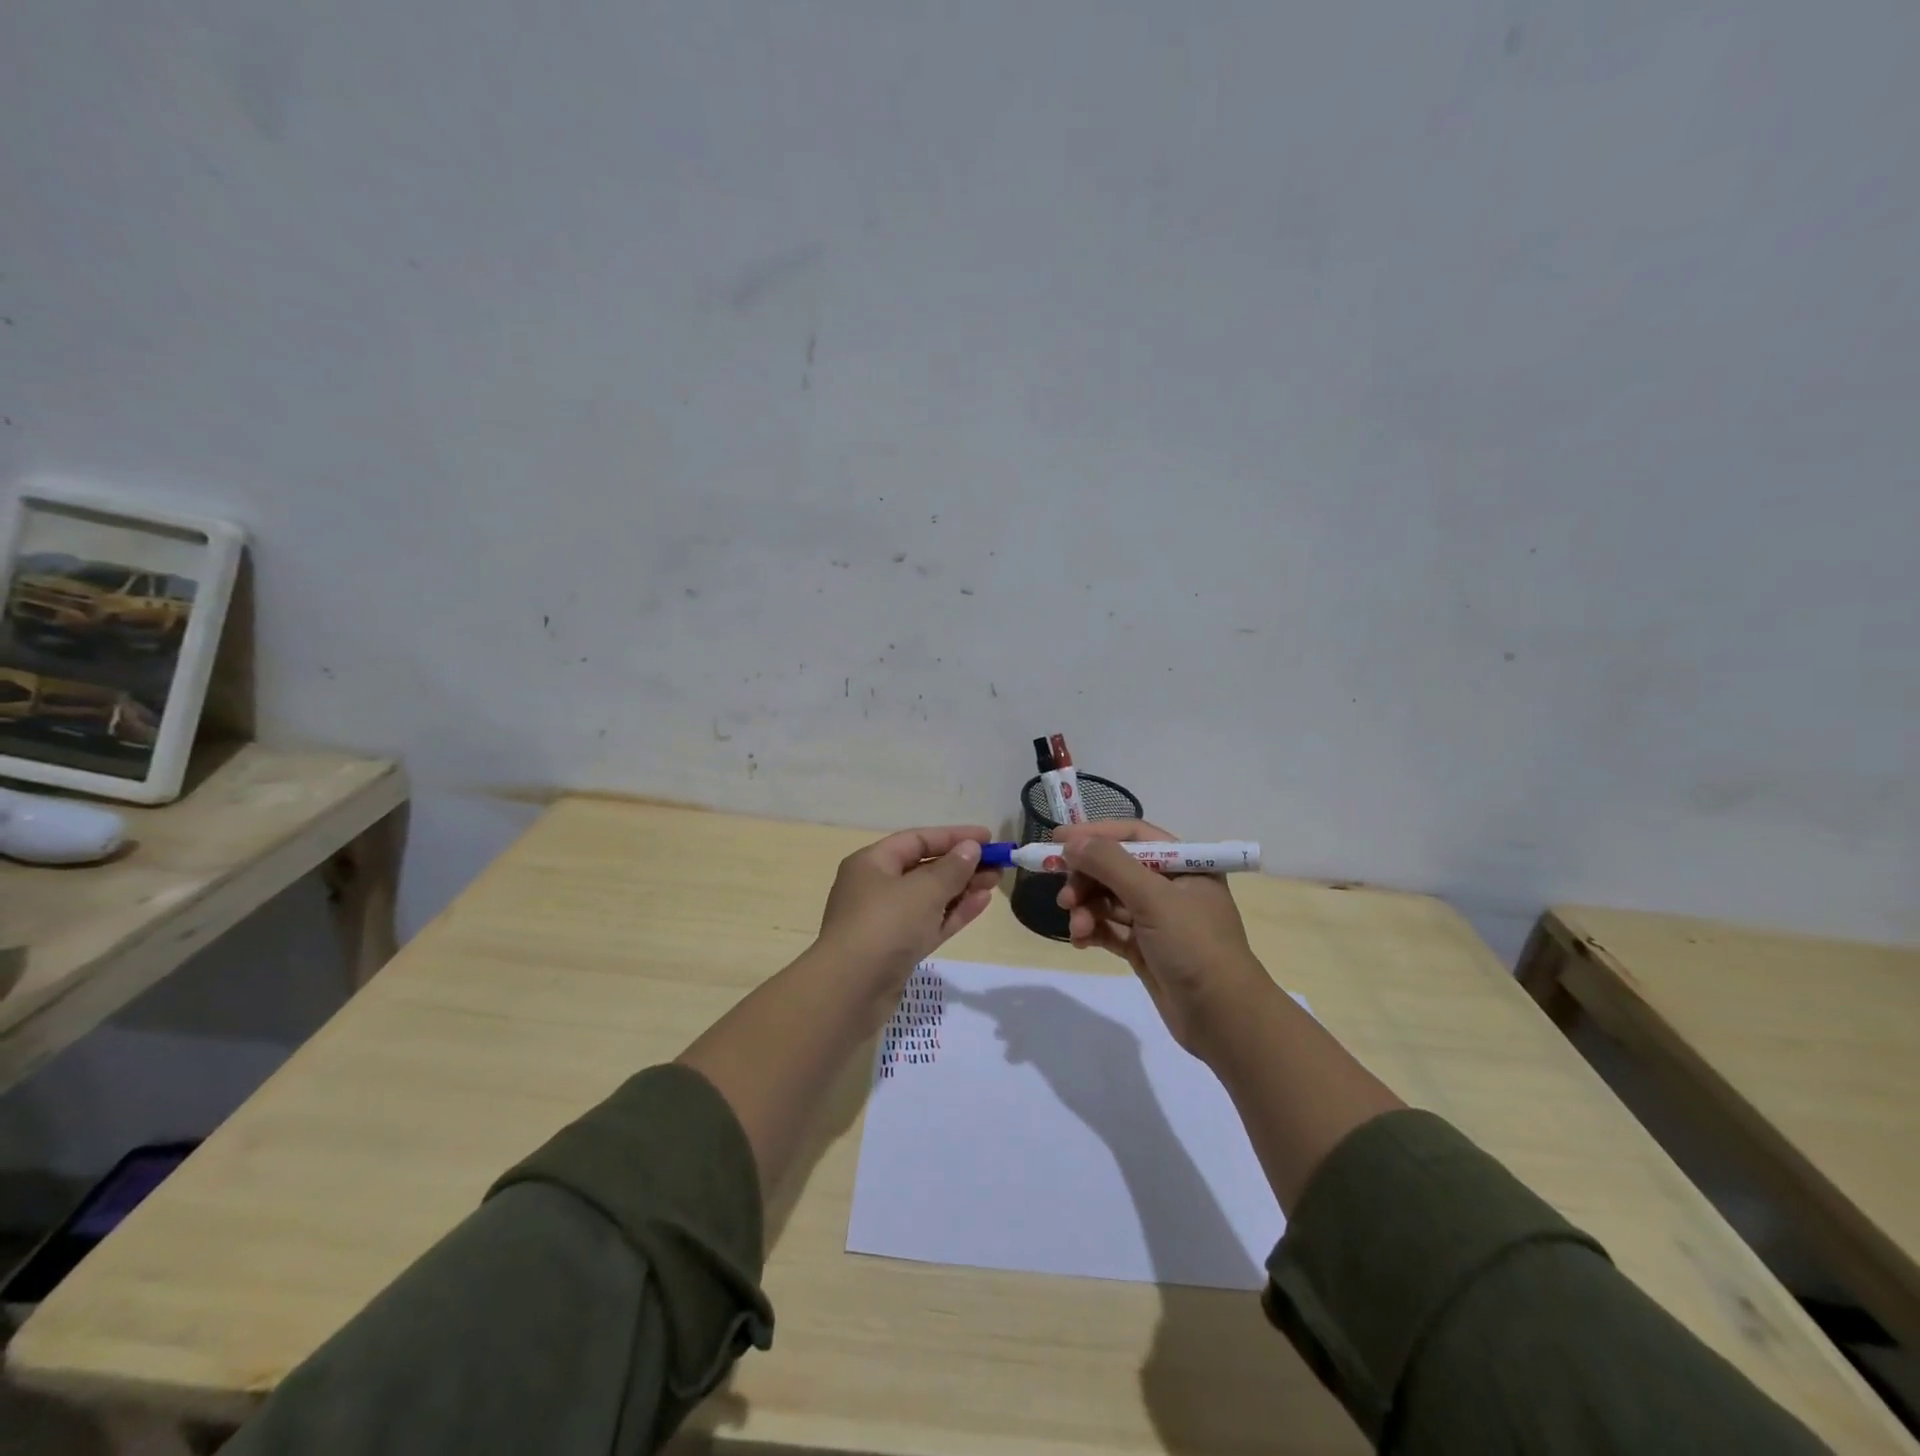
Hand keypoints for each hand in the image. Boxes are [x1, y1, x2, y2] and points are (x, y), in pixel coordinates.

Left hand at [815, 825, 998, 988]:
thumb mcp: (923, 890)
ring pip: (930, 897)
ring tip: (995, 881)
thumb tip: (970, 848)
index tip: (988, 838)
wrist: (850, 992)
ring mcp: (886, 921)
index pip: (917, 840)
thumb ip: (951, 868)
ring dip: (962, 888)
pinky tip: (981, 902)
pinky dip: (954, 912)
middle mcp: (876, 887)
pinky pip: (930, 922)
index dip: (953, 836)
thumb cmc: (884, 926)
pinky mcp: (897, 949)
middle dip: (961, 864)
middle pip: (924, 868)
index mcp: (871, 863)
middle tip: (998, 863)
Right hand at [1055, 819, 1272, 1056]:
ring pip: (1109, 900)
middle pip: (1115, 868)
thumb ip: (1110, 865)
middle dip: (1086, 879)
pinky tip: (1081, 941)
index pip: (1133, 835)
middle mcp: (1170, 886)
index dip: (1094, 835)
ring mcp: (1157, 919)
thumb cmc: (1195, 946)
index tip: (1057, 840)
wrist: (1223, 1019)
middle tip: (1064, 897)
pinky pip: (1110, 928)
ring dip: (1087, 909)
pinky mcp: (1145, 948)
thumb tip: (1071, 842)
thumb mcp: (1154, 898)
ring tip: (1078, 928)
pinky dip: (1093, 930)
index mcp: (1183, 864)